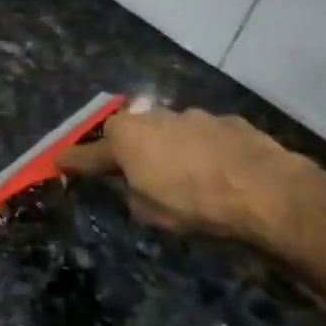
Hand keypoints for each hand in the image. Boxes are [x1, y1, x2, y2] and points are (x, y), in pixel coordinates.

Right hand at [58, 107, 325, 249]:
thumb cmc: (193, 204)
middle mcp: (155, 117)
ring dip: (168, 147)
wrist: (265, 191)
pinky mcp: (229, 122)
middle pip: (130, 131)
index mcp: (127, 138)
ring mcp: (194, 115)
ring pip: (169, 130)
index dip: (74, 160)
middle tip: (130, 170)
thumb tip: (135, 182)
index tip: (59, 162)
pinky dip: (202, 150)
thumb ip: (132, 191)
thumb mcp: (148, 210)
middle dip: (127, 148)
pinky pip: (203, 136)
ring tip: (181, 175)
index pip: (89, 152)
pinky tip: (215, 171)